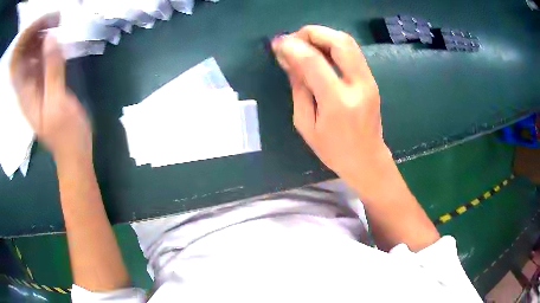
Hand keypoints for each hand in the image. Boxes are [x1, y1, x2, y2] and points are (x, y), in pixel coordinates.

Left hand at [10, 13, 91, 160]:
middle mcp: (27, 86)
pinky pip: (43, 60)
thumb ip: (52, 69)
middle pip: (25, 57)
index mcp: (25, 93)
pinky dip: (48, 47)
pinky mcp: (46, 83)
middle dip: (33, 36)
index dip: (24, 44)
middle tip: (48, 16)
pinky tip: (56, 35)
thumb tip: (51, 36)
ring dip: (41, 38)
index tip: (35, 24)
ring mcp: (36, 84)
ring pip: (34, 56)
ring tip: (53, 19)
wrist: (74, 148)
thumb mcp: (57, 100)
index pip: (19, 64)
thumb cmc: (65, 131)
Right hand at [272, 26, 393, 200]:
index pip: (313, 61)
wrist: (367, 160)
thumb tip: (289, 60)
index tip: (278, 43)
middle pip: (339, 41)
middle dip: (312, 32)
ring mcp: (369, 80)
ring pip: (348, 42)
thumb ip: (299, 89)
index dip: (292, 46)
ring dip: (323, 36)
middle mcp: (358, 85)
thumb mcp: (306, 124)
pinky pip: (352, 52)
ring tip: (304, 43)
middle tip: (294, 39)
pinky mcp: (371, 79)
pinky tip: (319, 52)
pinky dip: (333, 45)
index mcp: (338, 102)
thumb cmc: (333, 150)